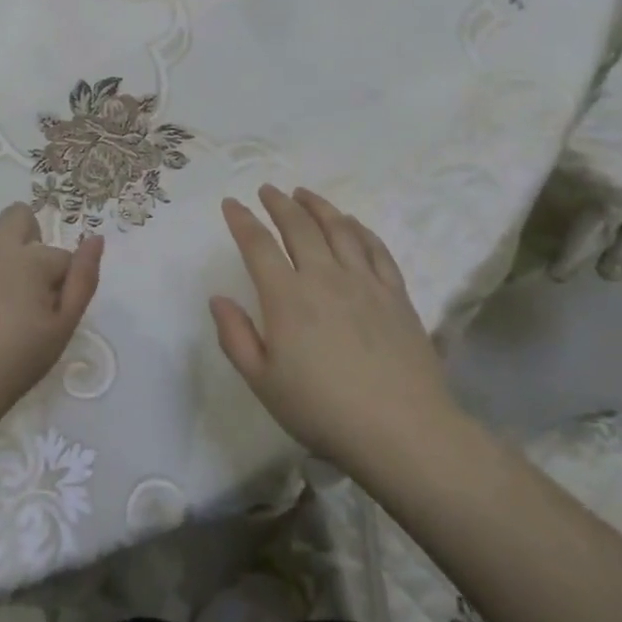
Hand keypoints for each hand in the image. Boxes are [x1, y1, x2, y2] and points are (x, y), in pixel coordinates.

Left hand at [0, 203, 103, 427]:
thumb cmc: (17, 359)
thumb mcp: (63, 326)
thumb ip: (84, 279)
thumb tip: (96, 239)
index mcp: (30, 258)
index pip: (63, 257)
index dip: (64, 285)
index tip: (53, 315)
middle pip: (20, 216)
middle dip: (33, 239)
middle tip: (32, 287)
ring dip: (7, 256)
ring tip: (5, 306)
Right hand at [210, 185, 455, 465]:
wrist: (403, 430)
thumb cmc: (322, 410)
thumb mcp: (263, 382)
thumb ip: (235, 337)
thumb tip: (218, 298)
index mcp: (287, 298)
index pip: (258, 245)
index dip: (242, 220)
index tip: (231, 204)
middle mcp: (325, 278)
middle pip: (299, 226)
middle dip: (279, 204)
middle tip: (267, 190)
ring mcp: (365, 282)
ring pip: (339, 229)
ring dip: (318, 206)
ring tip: (304, 193)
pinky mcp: (396, 294)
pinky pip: (376, 249)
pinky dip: (360, 229)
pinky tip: (353, 223)